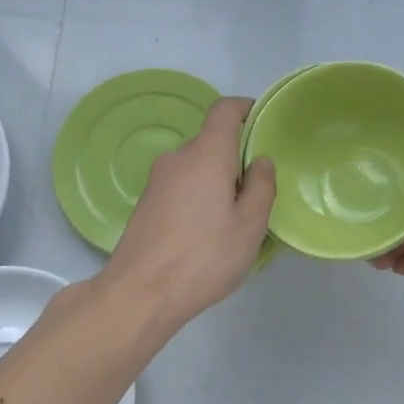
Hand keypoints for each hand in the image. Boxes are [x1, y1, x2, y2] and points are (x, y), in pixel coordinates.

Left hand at [99, 96, 276, 333]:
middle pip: (211, 142)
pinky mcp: (146, 204)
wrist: (140, 293)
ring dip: (216, 181)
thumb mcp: (250, 225)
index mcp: (206, 154)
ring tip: (233, 220)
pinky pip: (180, 187)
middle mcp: (177, 158)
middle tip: (257, 193)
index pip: (225, 110)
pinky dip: (198, 197)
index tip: (263, 125)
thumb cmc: (204, 256)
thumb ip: (262, 187)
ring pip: (196, 168)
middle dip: (236, 158)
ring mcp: (156, 182)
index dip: (246, 109)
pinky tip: (206, 234)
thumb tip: (261, 162)